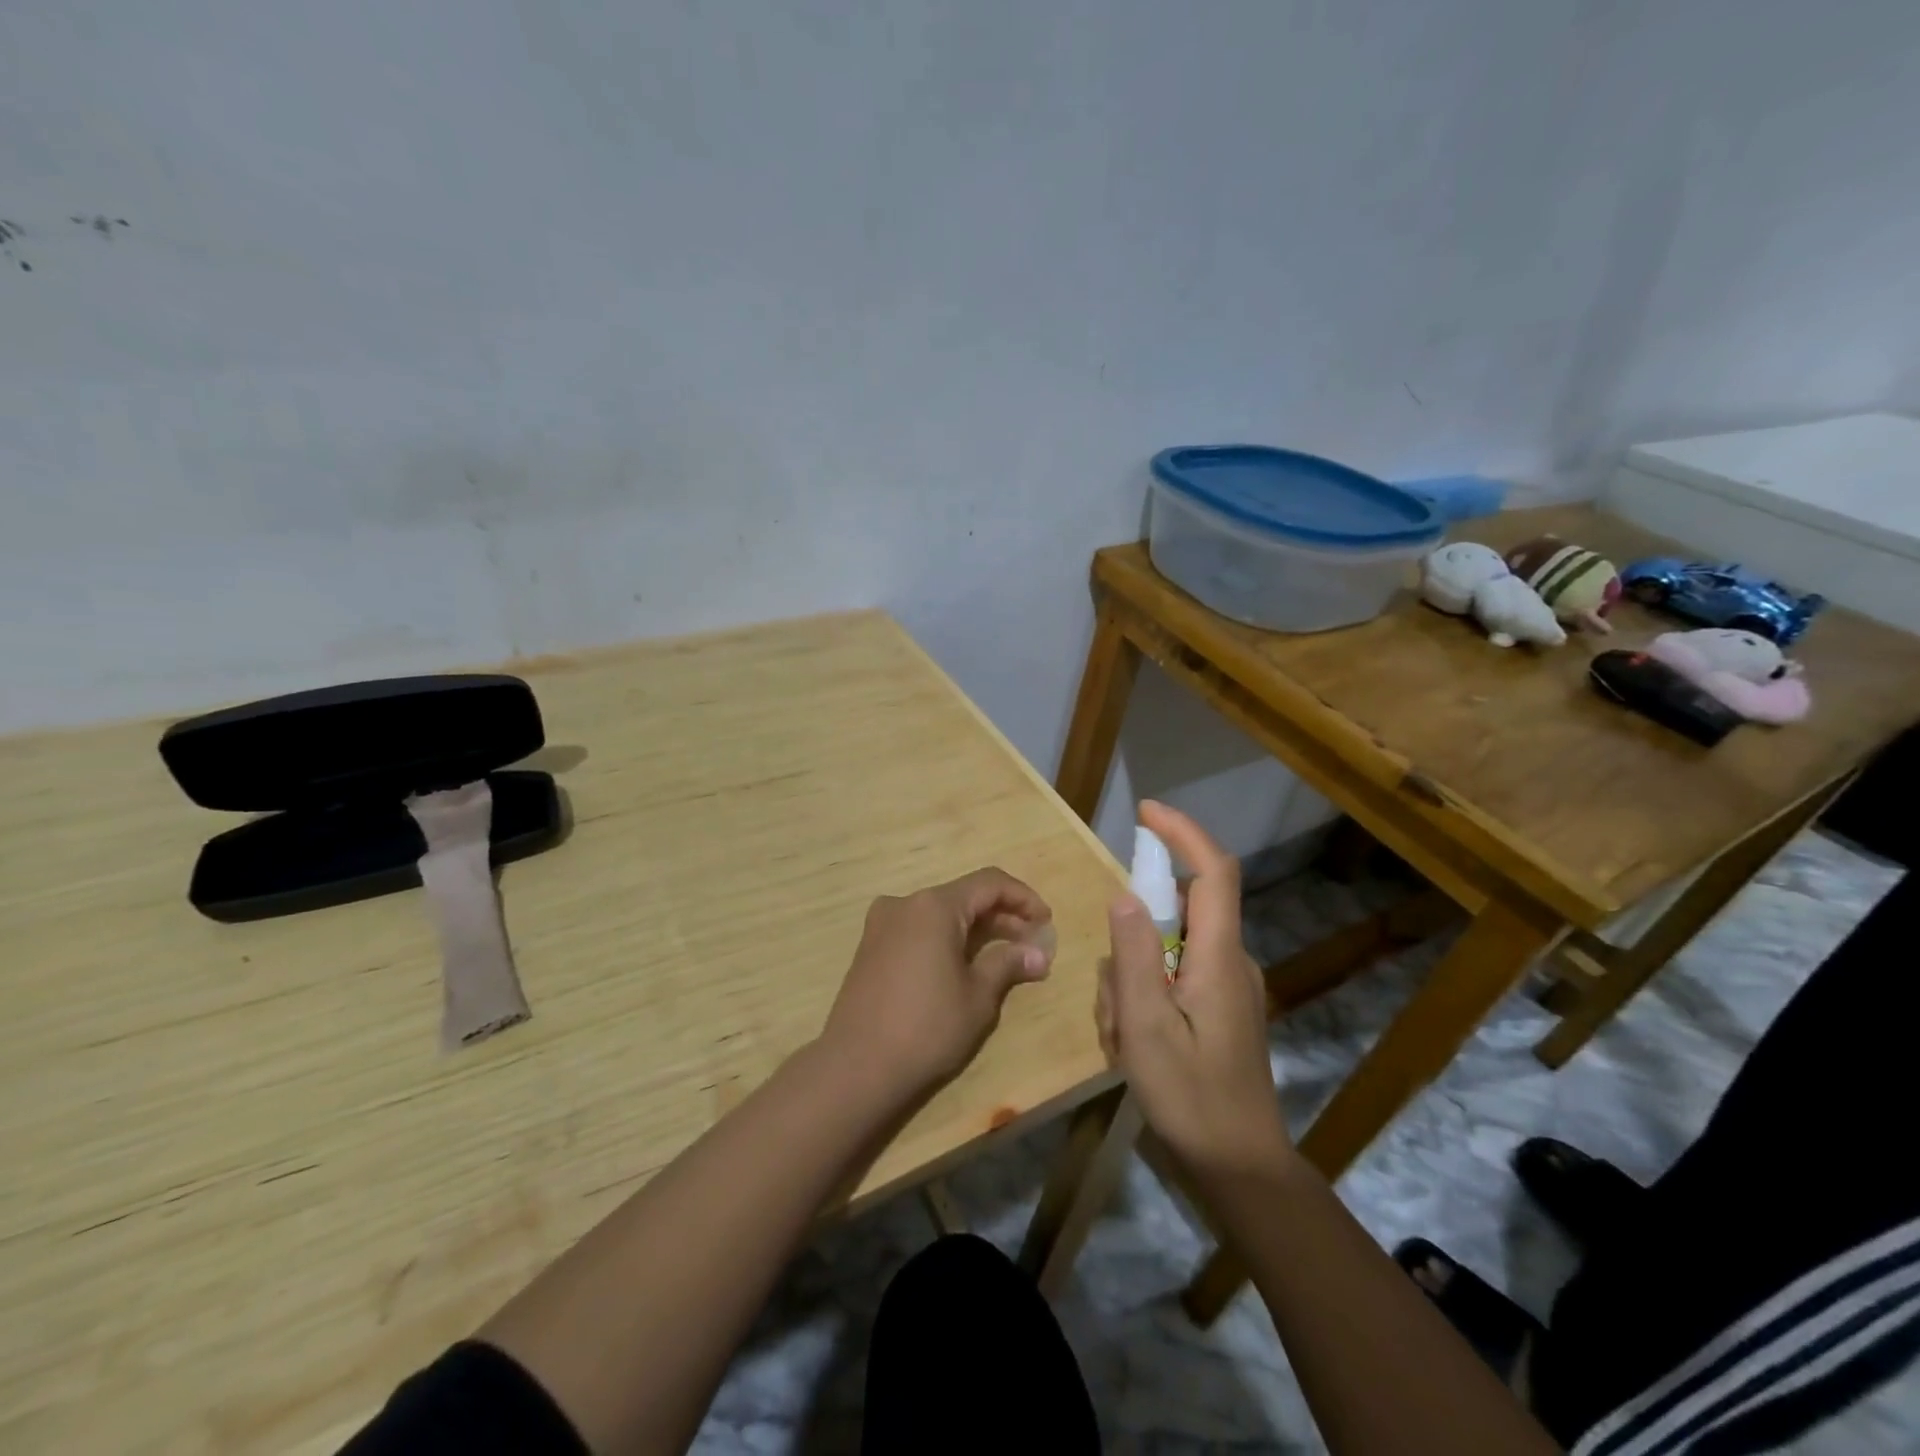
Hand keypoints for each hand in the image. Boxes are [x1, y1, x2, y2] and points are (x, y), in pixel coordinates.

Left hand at [821, 868, 1054, 1103]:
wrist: (856, 1066)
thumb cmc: (926, 1028)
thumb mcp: (978, 997)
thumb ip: (1008, 964)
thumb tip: (1038, 953)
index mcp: (934, 906)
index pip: (989, 883)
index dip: (1023, 898)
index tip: (1046, 921)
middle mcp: (905, 903)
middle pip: (964, 896)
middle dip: (1001, 916)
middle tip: (1032, 943)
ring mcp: (882, 923)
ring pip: (941, 913)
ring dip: (975, 928)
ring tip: (1003, 956)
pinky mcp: (871, 946)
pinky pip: (919, 929)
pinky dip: (947, 938)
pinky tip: (963, 965)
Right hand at [1097, 802, 1291, 1180]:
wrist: (1240, 1168)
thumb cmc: (1192, 1099)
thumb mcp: (1147, 1028)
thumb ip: (1134, 957)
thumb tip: (1125, 895)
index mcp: (1220, 958)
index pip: (1213, 872)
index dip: (1182, 833)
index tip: (1145, 812)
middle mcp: (1230, 961)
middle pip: (1176, 917)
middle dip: (1131, 946)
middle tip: (1112, 1007)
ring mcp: (1226, 987)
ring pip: (1164, 953)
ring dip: (1130, 984)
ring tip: (1121, 1040)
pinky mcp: (1218, 1008)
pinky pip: (1170, 980)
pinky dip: (1142, 1000)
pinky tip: (1131, 1046)